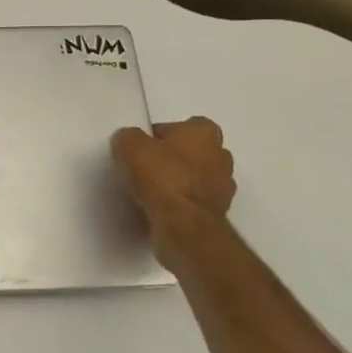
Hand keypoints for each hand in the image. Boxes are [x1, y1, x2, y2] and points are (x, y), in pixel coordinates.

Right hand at [111, 117, 236, 254]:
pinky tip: (159, 210)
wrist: (183, 225)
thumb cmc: (161, 176)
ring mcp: (223, 187)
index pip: (178, 127)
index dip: (157, 137)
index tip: (140, 150)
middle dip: (171, 160)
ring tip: (149, 193)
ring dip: (176, 184)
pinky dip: (179, 205)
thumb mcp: (129, 145)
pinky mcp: (217, 214)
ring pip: (193, 179)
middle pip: (189, 153)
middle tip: (144, 169)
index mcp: (205, 131)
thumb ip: (128, 137)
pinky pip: (192, 202)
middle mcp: (221, 155)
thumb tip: (129, 142)